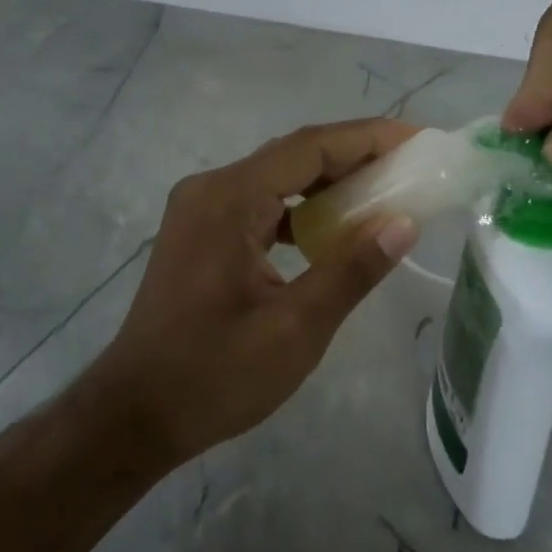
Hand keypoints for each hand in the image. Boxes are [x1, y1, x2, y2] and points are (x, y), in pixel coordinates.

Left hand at [89, 120, 421, 467]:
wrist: (134, 413)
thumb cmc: (214, 375)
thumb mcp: (295, 328)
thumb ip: (351, 269)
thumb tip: (405, 223)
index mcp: (229, 199)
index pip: (309, 148)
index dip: (367, 138)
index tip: (417, 140)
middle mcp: (211, 188)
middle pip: (293, 155)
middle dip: (353, 156)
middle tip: (409, 166)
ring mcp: (200, 207)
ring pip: (276, 177)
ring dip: (327, 182)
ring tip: (381, 192)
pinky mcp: (200, 230)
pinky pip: (259, 202)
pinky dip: (298, 208)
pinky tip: (330, 228)